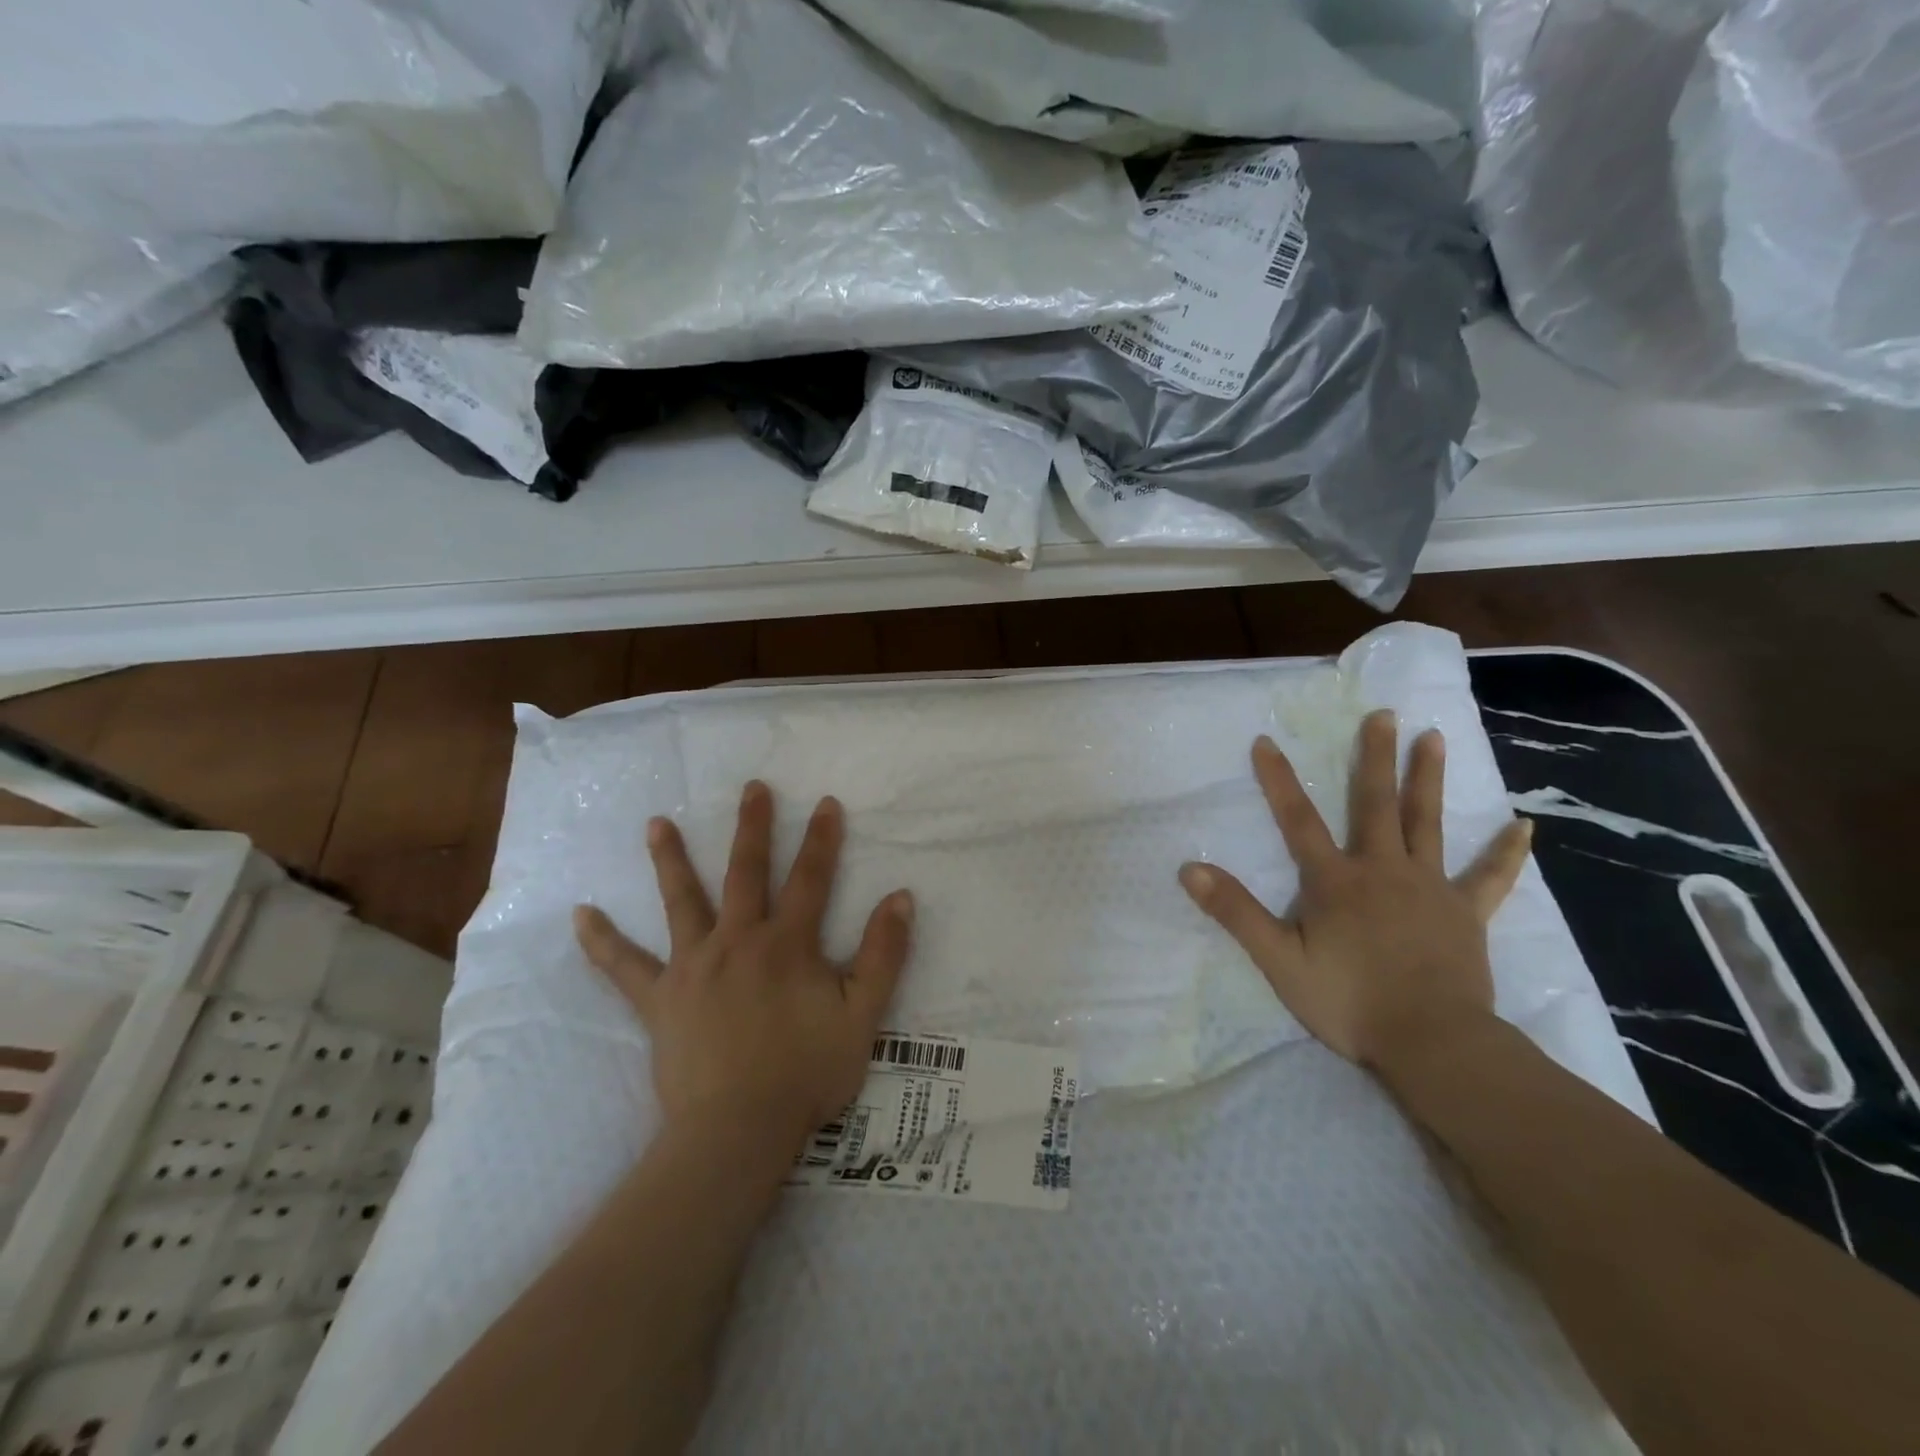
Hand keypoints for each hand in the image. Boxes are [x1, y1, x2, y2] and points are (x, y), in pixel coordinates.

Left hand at [574, 780, 913, 1153]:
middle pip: (746, 873)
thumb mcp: (863, 1016)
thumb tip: (900, 897)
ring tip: (655, 823)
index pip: (811, 879)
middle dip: (752, 828)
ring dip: (670, 860)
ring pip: (682, 902)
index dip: (821, 840)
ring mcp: (694, 966)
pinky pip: (624, 968)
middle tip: (751, 788)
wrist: (738, 1131)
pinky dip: (602, 942)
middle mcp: (739, 941)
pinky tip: (579, 915)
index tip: (824, 802)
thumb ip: (883, 954)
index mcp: (788, 944)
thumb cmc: (806, 1074)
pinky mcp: (659, 999)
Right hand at [1178, 710, 1532, 1072]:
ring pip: (1427, 823)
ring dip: (1428, 779)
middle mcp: (1382, 870)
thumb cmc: (1349, 1002)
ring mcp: (1429, 888)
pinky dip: (1506, 853)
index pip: (1297, 820)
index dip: (1278, 780)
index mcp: (1335, 881)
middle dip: (1375, 757)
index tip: (1265, 741)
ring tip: (1434, 737)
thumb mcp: (1278, 960)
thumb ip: (1236, 912)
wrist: (1432, 1044)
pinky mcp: (1466, 913)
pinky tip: (1523, 826)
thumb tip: (1190, 869)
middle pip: (1375, 804)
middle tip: (1384, 714)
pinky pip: (1491, 878)